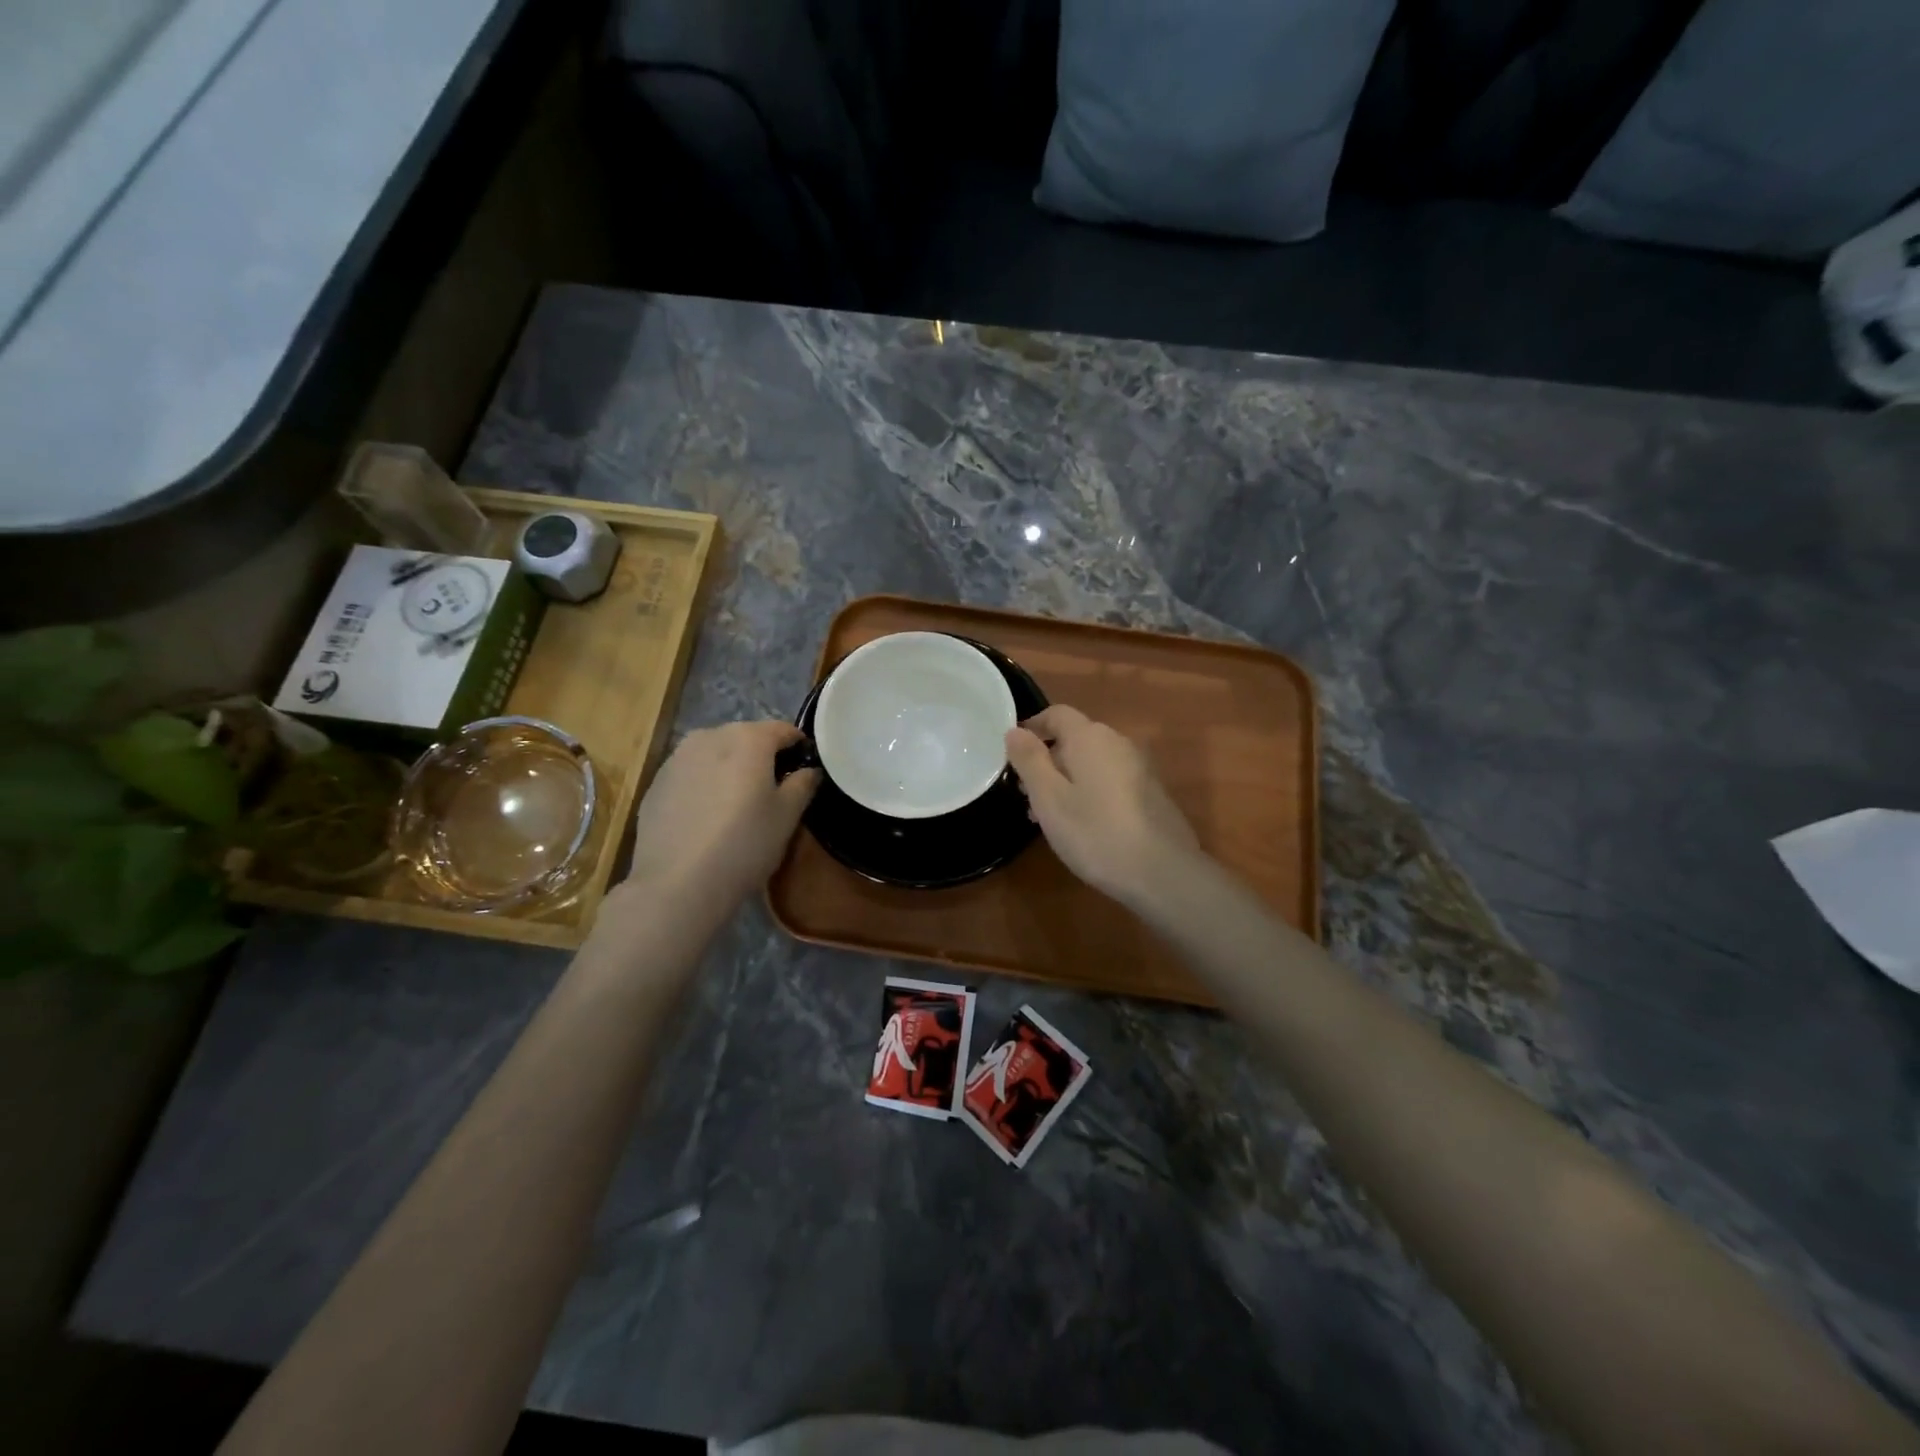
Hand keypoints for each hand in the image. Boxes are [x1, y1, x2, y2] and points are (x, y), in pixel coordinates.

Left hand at [623, 720, 819, 917]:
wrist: (677, 884)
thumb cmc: (744, 844)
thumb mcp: (787, 817)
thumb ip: (803, 784)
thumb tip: (808, 770)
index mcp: (748, 738)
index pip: (783, 729)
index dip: (798, 746)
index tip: (804, 770)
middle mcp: (709, 736)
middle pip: (746, 737)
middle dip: (762, 756)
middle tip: (773, 790)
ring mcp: (677, 758)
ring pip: (715, 753)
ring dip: (730, 769)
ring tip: (737, 804)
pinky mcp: (655, 783)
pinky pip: (691, 774)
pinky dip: (704, 785)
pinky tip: (707, 818)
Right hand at [1004, 706, 1201, 908]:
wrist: (1163, 872)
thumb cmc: (1095, 832)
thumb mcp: (1049, 798)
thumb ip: (1030, 760)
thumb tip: (1015, 731)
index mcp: (1090, 737)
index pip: (1057, 714)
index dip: (1032, 727)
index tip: (1012, 753)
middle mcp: (1118, 743)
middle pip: (1076, 738)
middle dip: (1048, 760)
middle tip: (1028, 796)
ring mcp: (1140, 768)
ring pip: (1093, 762)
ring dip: (1068, 779)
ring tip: (1051, 817)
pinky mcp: (1152, 793)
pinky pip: (1111, 780)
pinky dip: (1091, 792)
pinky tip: (1085, 826)